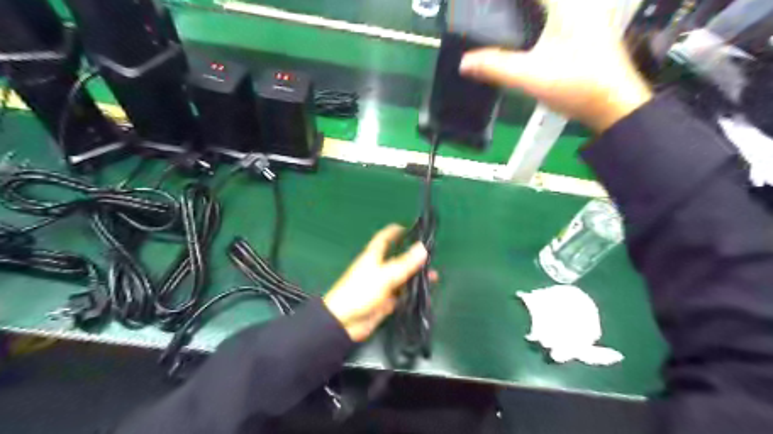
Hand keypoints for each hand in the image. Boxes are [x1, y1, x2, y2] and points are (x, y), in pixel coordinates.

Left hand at [323, 223, 434, 341]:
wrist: (344, 322)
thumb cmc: (361, 292)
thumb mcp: (385, 275)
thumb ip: (405, 263)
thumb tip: (423, 247)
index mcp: (373, 257)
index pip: (384, 239)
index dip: (395, 232)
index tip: (410, 228)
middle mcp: (378, 269)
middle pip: (397, 259)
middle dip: (413, 257)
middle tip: (432, 256)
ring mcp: (382, 286)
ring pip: (402, 278)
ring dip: (416, 277)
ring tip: (434, 277)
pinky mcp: (385, 303)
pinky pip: (402, 297)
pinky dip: (413, 296)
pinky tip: (426, 297)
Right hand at [461, 0, 654, 131]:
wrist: (614, 104)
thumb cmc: (575, 85)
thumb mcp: (529, 76)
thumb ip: (494, 67)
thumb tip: (464, 63)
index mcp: (565, 3)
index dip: (502, 2)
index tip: (483, 7)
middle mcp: (580, 1)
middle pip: (541, 2)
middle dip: (515, 8)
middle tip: (493, 12)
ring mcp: (589, 11)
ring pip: (552, 6)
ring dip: (528, 12)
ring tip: (508, 18)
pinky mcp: (591, 26)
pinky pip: (560, 11)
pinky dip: (541, 15)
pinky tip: (531, 27)